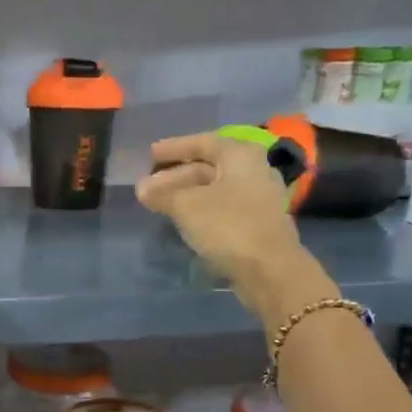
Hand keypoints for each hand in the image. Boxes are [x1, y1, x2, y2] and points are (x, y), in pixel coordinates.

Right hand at [134, 133, 308, 307]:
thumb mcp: (186, 206)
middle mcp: (253, 170)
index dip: (173, 147)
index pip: (202, 142)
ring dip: (185, 194)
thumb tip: (142, 188)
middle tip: (147, 186)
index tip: (149, 154)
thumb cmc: (228, 225)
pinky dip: (200, 209)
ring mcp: (257, 198)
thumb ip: (161, 194)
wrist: (270, 269)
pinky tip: (181, 219)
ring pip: (214, 188)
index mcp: (240, 155)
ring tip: (158, 203)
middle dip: (175, 175)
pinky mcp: (256, 222)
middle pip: (208, 166)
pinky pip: (222, 207)